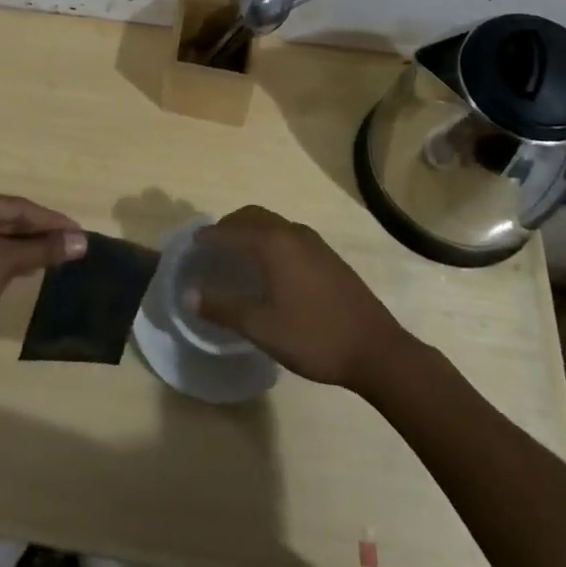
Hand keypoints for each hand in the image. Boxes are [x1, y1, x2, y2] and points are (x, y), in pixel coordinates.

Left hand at [0, 191, 85, 365]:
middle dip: (41, 233)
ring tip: (60, 256)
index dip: (50, 219)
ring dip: (29, 247)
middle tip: (73, 245)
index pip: (18, 206)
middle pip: (10, 219)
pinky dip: (12, 259)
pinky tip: (32, 268)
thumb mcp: (5, 263)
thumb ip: (43, 249)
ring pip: (1, 238)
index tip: (79, 231)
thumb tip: (82, 241)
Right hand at [188, 205, 405, 389]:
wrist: (377, 350)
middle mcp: (292, 233)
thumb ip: (223, 308)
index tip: (192, 244)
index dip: (209, 236)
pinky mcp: (329, 257)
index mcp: (273, 243)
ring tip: (239, 254)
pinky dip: (270, 239)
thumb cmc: (314, 336)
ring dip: (252, 230)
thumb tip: (189, 294)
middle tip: (213, 245)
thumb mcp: (262, 327)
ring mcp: (314, 243)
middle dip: (230, 226)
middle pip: (253, 216)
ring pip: (274, 224)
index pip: (231, 231)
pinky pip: (289, 235)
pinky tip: (272, 268)